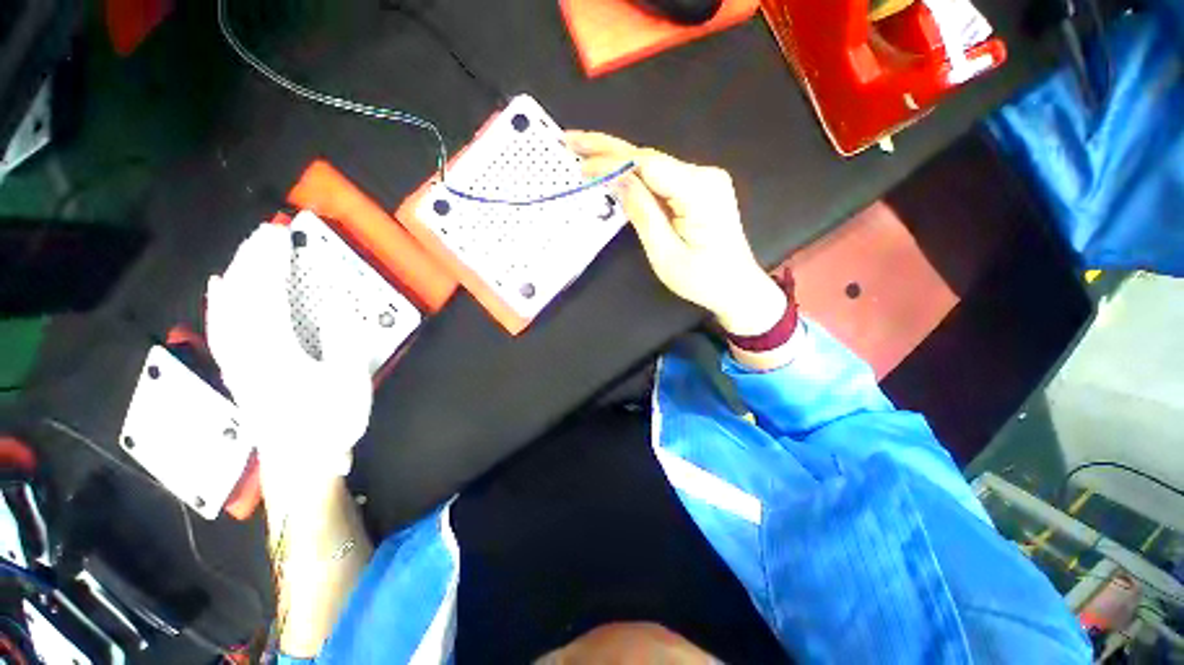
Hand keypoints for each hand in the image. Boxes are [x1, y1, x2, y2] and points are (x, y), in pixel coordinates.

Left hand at [205, 224, 372, 480]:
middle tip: (265, 233)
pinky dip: (218, 303)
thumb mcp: (349, 380)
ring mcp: (237, 361)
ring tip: (247, 251)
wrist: (302, 461)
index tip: (282, 236)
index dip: (272, 262)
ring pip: (226, 309)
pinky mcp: (238, 370)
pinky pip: (220, 328)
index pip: (267, 295)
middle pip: (240, 296)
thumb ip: (342, 338)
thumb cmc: (330, 421)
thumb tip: (334, 302)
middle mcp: (245, 350)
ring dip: (236, 275)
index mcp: (274, 351)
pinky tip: (219, 289)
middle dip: (251, 260)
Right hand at [567, 131, 784, 335]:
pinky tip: (612, 172)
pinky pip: (660, 178)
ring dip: (617, 160)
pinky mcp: (699, 189)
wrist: (737, 288)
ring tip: (584, 153)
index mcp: (699, 191)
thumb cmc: (703, 279)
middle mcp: (704, 176)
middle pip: (648, 158)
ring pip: (652, 166)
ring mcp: (703, 180)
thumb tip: (616, 180)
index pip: (647, 165)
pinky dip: (633, 175)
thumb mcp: (666, 254)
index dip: (610, 160)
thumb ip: (642, 214)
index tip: (579, 161)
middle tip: (571, 140)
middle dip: (608, 149)